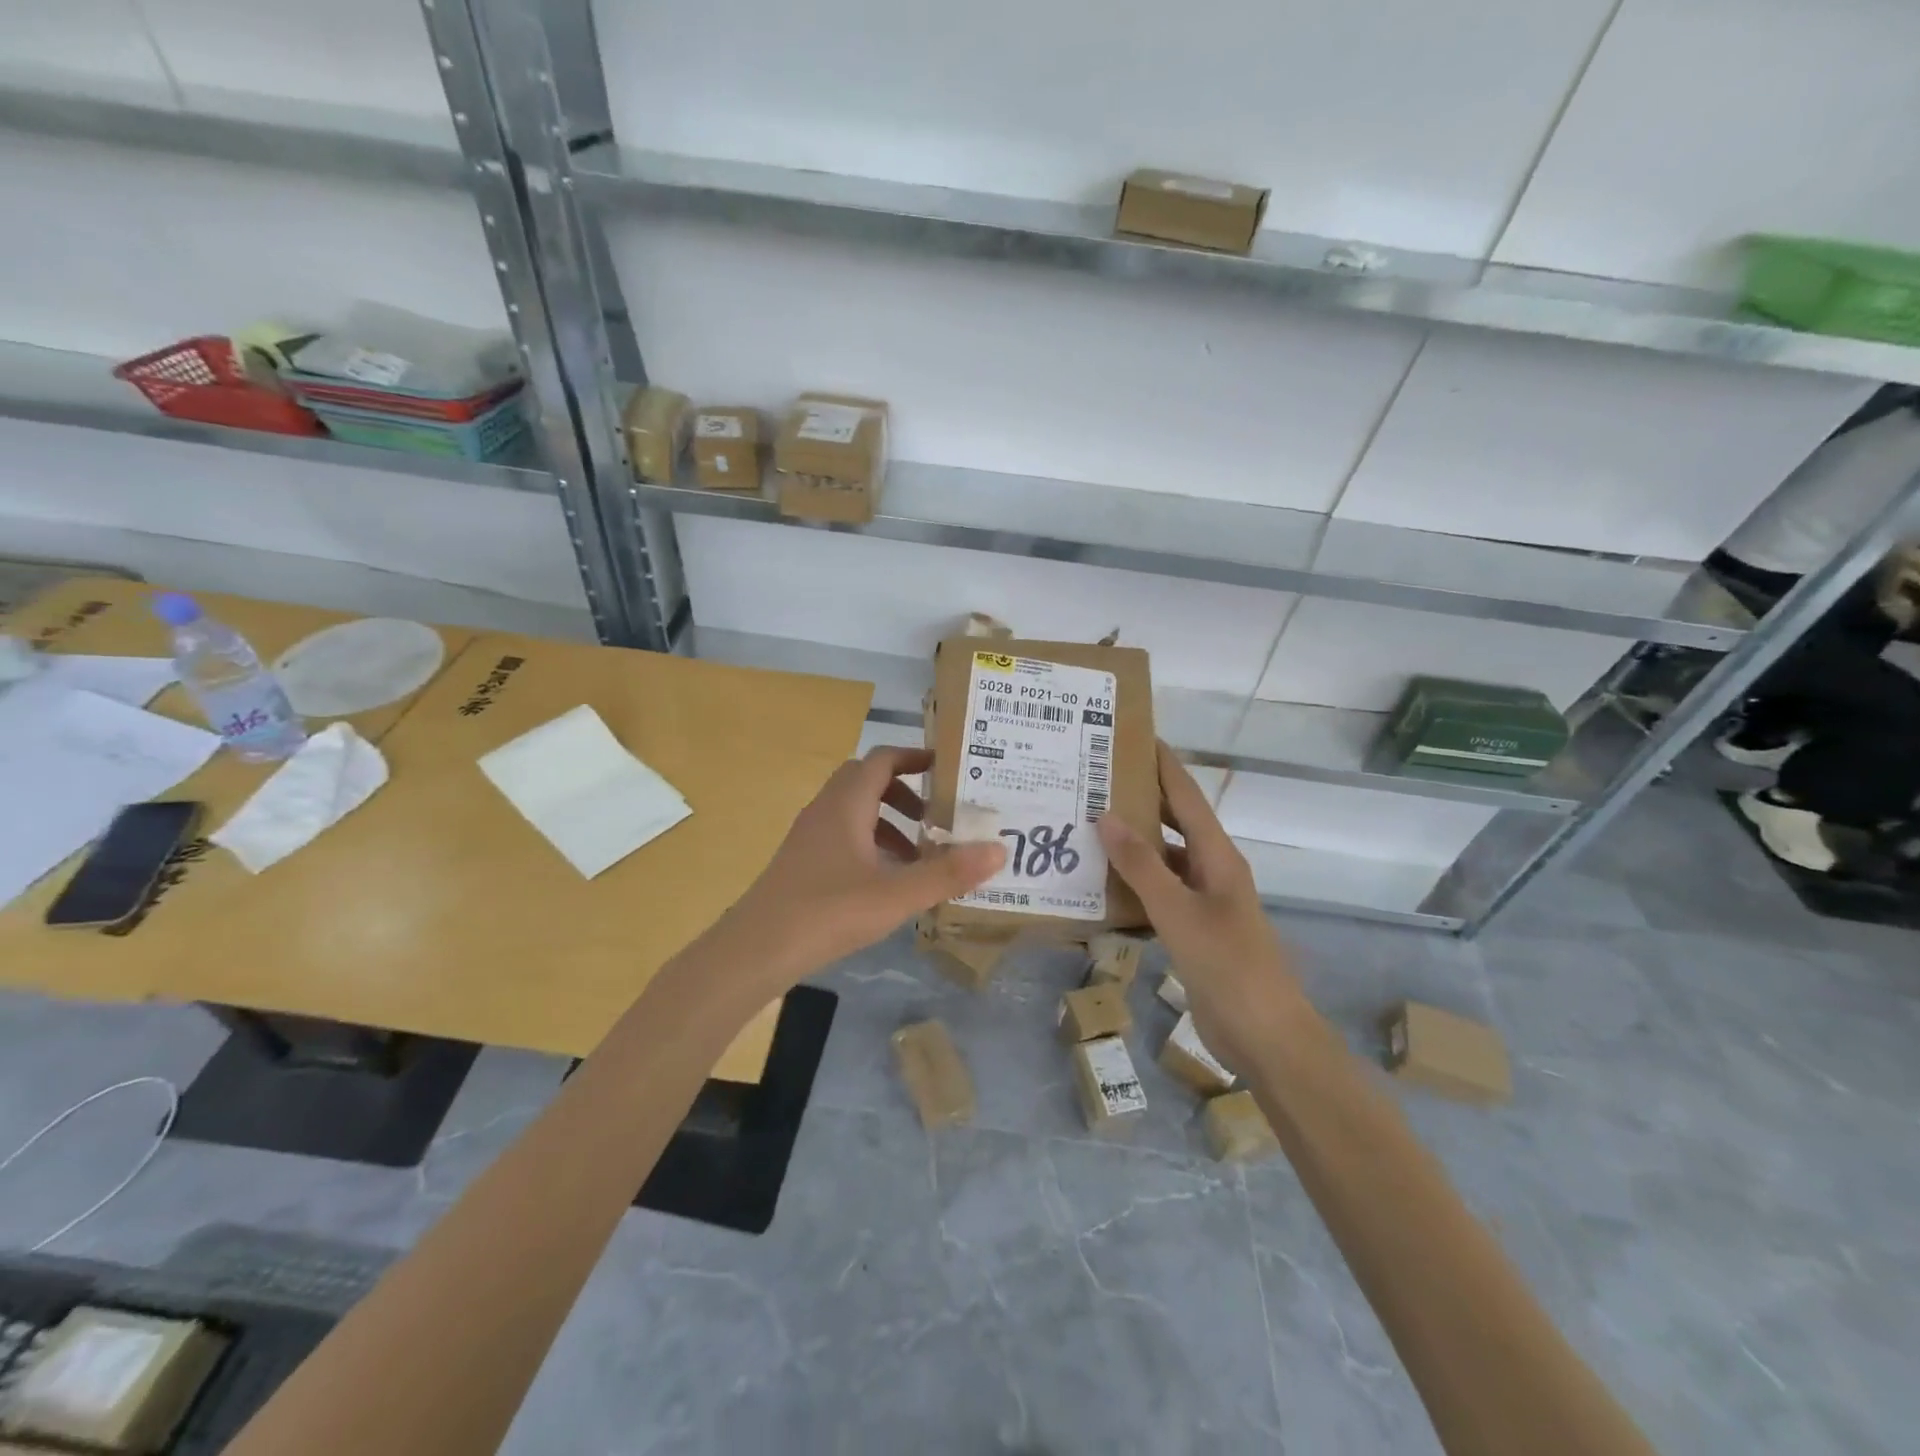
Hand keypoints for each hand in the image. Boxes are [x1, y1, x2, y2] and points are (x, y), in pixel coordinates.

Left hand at [729, 746, 1005, 978]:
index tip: (946, 768)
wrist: (755, 950)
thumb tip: (1000, 849)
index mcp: (846, 804)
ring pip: (855, 812)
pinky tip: (887, 883)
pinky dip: (870, 846)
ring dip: (888, 824)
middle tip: (936, 816)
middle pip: (867, 781)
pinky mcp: (802, 863)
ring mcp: (809, 837)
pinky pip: (843, 837)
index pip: (883, 759)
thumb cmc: (828, 912)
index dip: (915, 757)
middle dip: (905, 793)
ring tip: (919, 857)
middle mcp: (825, 810)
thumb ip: (948, 873)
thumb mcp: (897, 895)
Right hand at [1096, 742, 1306, 1066]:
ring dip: (1133, 845)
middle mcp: (1212, 870)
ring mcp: (1205, 902)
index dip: (1163, 764)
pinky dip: (1133, 886)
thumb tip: (1107, 815)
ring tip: (1088, 828)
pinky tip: (1101, 887)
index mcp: (1218, 856)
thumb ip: (1142, 864)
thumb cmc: (1227, 964)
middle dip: (1142, 800)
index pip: (1187, 796)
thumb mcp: (1177, 911)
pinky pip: (1159, 895)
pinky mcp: (1194, 930)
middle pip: (1175, 823)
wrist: (1264, 1035)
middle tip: (1096, 780)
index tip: (1135, 735)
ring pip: (1164, 860)